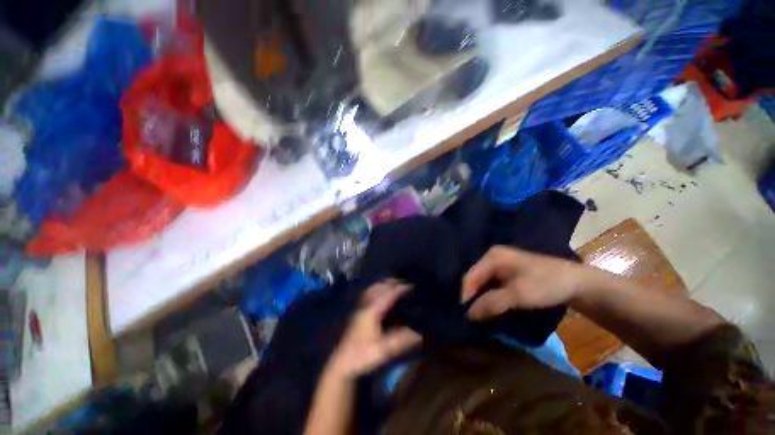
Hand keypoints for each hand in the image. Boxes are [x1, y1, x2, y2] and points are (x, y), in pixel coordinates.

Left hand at [327, 281, 421, 378]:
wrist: (341, 364)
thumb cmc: (362, 356)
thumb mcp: (383, 350)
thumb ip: (401, 340)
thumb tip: (420, 333)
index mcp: (372, 311)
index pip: (388, 294)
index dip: (400, 289)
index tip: (412, 285)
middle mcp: (365, 305)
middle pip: (379, 287)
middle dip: (392, 283)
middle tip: (405, 283)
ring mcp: (360, 308)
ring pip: (372, 289)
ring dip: (384, 285)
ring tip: (394, 285)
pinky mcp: (357, 313)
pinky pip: (368, 294)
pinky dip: (376, 290)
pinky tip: (380, 294)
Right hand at [461, 246, 597, 319]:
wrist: (577, 283)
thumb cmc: (546, 284)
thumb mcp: (518, 295)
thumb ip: (491, 303)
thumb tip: (468, 314)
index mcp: (492, 256)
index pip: (470, 276)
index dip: (465, 296)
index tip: (464, 316)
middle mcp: (492, 257)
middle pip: (475, 279)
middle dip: (472, 297)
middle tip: (470, 317)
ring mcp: (500, 264)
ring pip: (482, 283)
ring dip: (480, 299)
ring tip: (478, 315)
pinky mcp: (507, 273)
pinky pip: (491, 285)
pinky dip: (489, 297)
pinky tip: (489, 308)